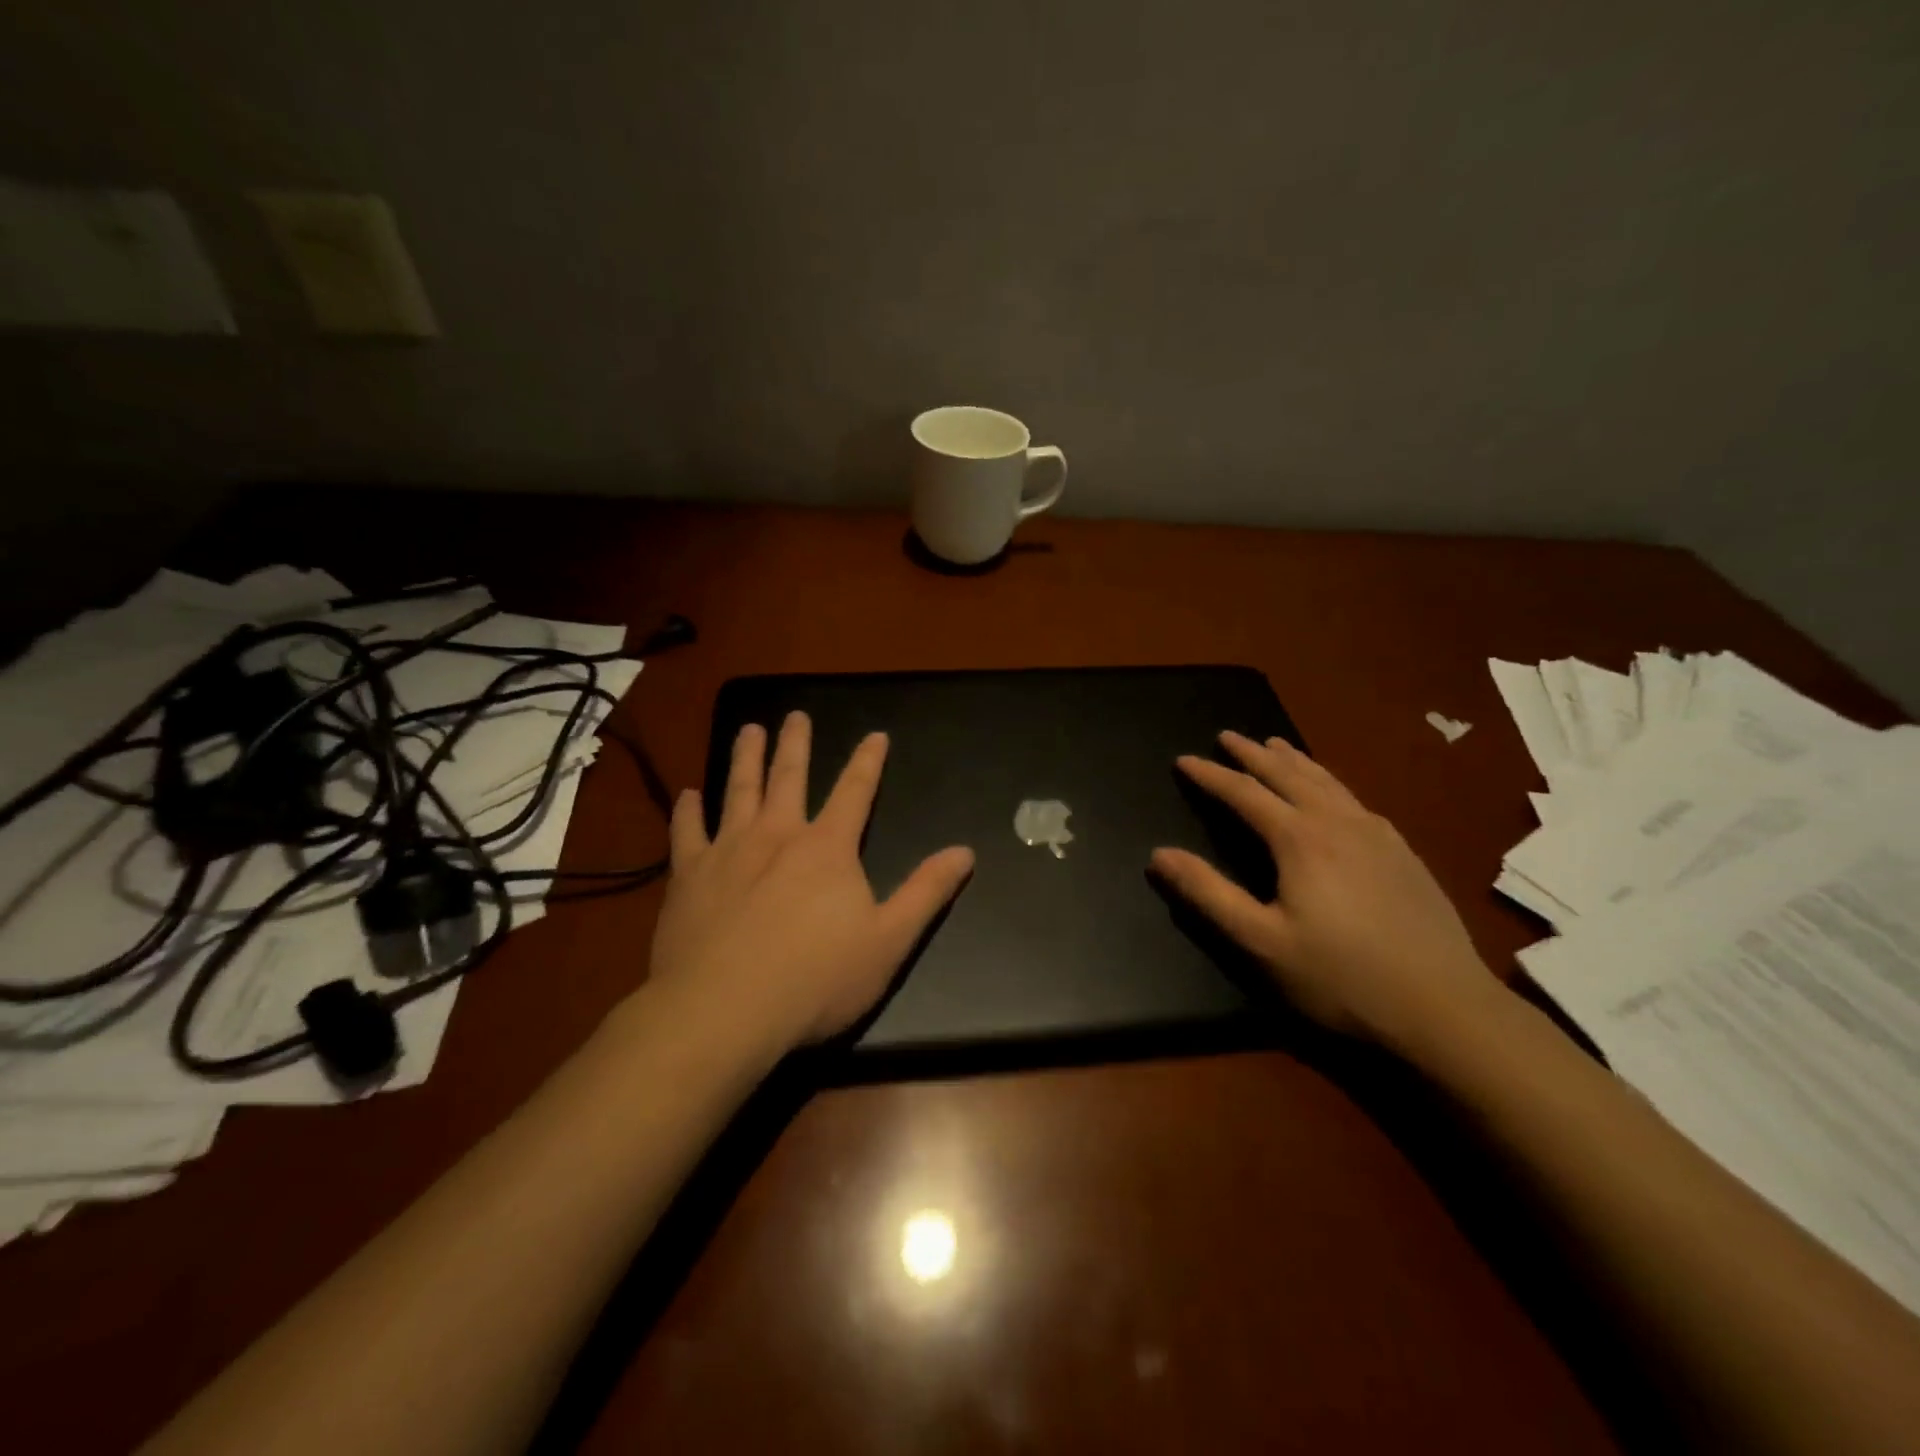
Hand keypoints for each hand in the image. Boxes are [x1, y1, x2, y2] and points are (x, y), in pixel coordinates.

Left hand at [646, 712, 974, 1056]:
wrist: (723, 1011)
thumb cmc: (815, 980)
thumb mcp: (889, 941)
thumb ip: (926, 892)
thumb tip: (964, 852)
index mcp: (827, 848)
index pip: (855, 791)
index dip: (868, 761)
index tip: (875, 734)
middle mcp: (777, 835)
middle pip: (788, 777)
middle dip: (795, 743)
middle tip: (795, 715)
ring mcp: (728, 851)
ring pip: (737, 790)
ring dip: (745, 758)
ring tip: (749, 730)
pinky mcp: (688, 876)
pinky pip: (686, 832)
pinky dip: (687, 810)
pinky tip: (687, 794)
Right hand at [1149, 732, 1501, 1051]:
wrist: (1444, 1004)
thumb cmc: (1340, 975)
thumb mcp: (1261, 940)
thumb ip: (1209, 893)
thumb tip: (1159, 854)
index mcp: (1300, 839)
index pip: (1244, 792)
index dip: (1211, 775)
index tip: (1183, 759)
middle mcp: (1338, 822)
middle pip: (1287, 774)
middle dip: (1252, 753)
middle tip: (1227, 735)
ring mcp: (1377, 833)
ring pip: (1326, 780)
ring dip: (1294, 759)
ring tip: (1275, 744)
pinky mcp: (1402, 851)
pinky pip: (1353, 798)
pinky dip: (1328, 780)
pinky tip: (1332, 793)